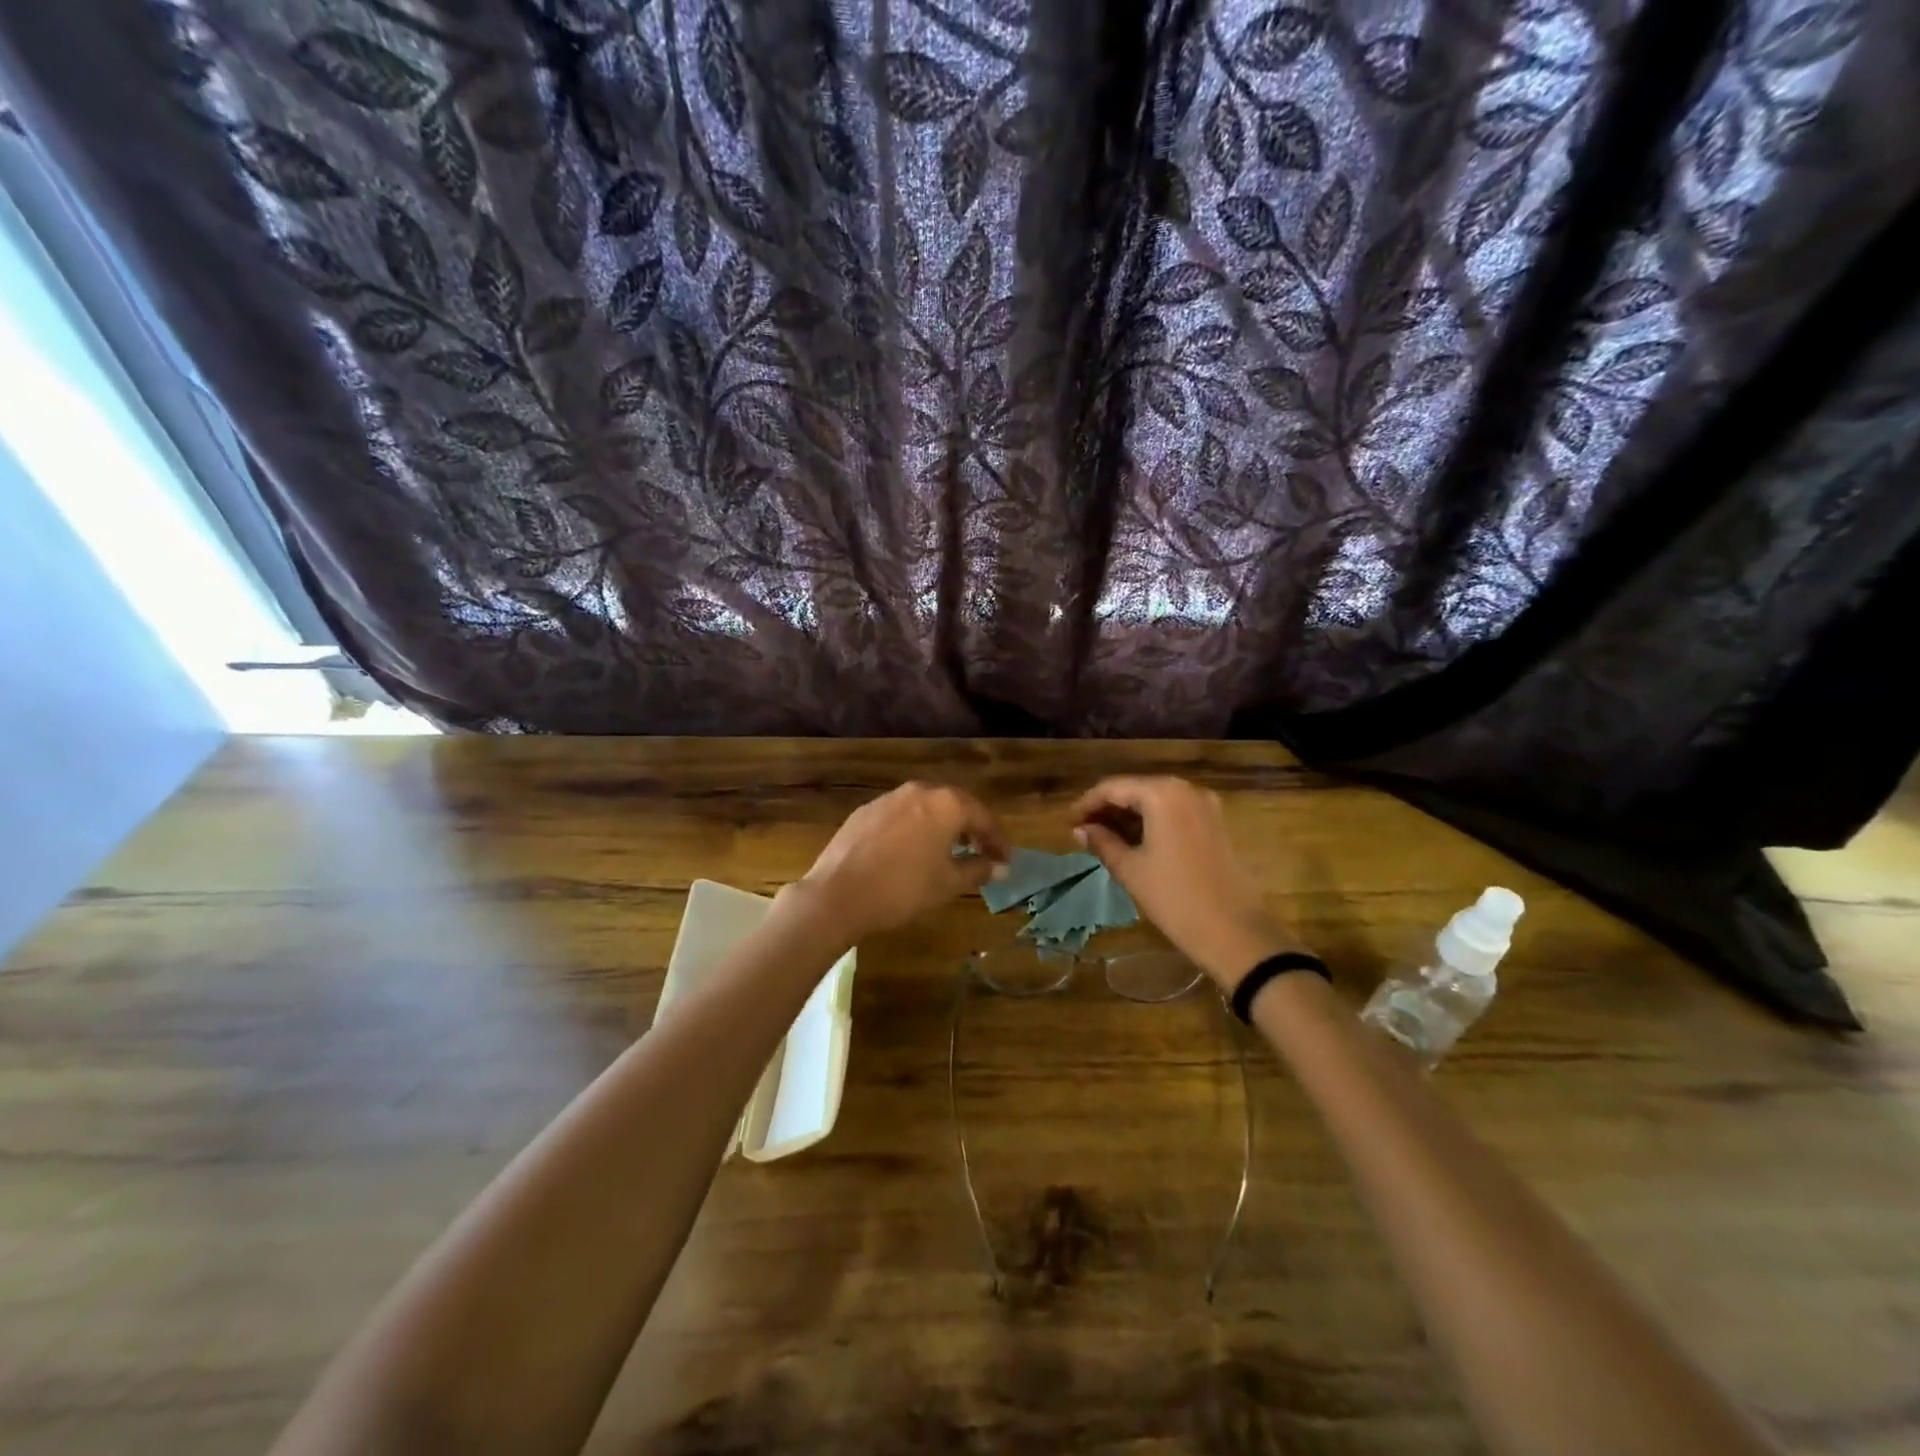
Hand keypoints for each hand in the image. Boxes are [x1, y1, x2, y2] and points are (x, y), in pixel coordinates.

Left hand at [798, 782, 1008, 939]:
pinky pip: (901, 815)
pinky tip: (913, 850)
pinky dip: (916, 828)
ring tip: (949, 850)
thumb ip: (978, 869)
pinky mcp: (865, 811)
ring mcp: (889, 798)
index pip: (983, 817)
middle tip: (982, 851)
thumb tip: (1001, 866)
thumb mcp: (948, 884)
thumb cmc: (902, 889)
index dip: (997, 840)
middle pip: (955, 805)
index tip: (1005, 860)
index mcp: (946, 804)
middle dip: (971, 828)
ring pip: (926, 807)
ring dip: (942, 825)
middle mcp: (919, 791)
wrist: (837, 895)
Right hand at [1072, 776, 1295, 986]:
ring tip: (1103, 838)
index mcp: (1163, 794)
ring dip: (1129, 816)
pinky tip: (1135, 842)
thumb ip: (1102, 843)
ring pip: (1156, 801)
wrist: (1236, 933)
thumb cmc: (1175, 898)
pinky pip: (1175, 813)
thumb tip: (1080, 829)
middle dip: (1108, 808)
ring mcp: (1206, 806)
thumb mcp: (1131, 870)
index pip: (1113, 787)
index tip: (1068, 822)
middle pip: (1136, 789)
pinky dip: (1152, 822)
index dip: (1087, 803)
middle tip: (1083, 831)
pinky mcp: (1216, 824)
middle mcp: (1186, 790)